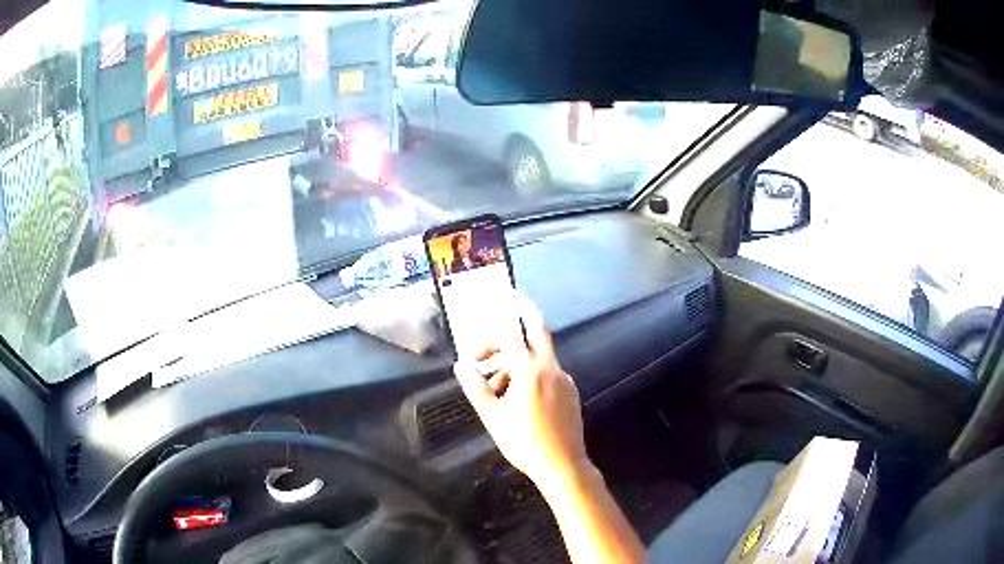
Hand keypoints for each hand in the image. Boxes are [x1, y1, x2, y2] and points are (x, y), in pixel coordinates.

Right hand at [453, 291, 588, 484]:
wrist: (563, 465)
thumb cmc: (524, 442)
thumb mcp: (494, 417)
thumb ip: (476, 389)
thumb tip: (460, 366)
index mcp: (532, 372)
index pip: (508, 342)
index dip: (488, 342)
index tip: (473, 353)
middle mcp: (552, 369)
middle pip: (539, 331)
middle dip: (527, 311)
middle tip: (516, 296)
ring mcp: (565, 380)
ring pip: (540, 358)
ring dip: (518, 361)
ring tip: (496, 386)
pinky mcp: (571, 393)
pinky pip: (549, 374)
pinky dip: (532, 374)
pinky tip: (518, 397)